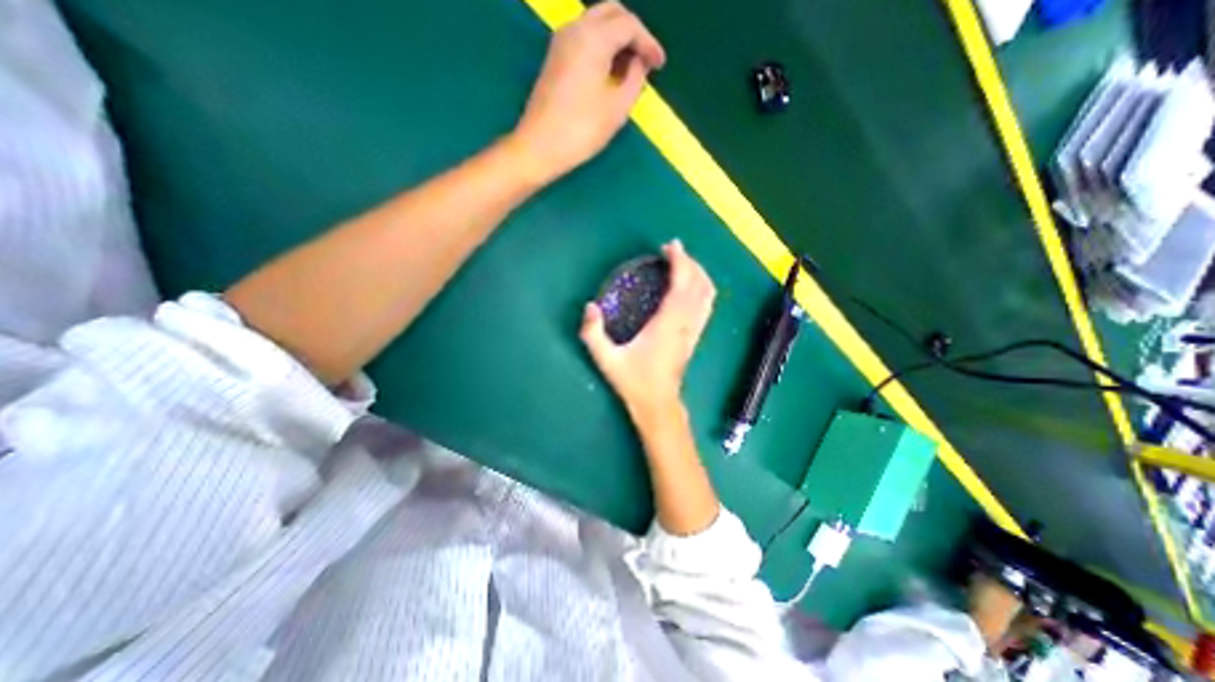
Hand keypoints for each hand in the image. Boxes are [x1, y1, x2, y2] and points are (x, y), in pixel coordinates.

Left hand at [509, 0, 667, 182]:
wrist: (540, 147)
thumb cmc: (581, 130)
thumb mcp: (617, 108)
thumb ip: (635, 79)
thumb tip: (640, 63)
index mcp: (593, 37)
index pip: (629, 24)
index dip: (649, 43)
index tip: (660, 65)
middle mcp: (575, 28)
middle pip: (611, 13)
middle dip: (633, 33)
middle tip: (646, 61)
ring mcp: (561, 42)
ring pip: (596, 24)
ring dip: (617, 40)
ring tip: (630, 71)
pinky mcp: (554, 58)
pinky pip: (584, 39)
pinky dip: (601, 48)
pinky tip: (610, 74)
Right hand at [583, 241, 714, 418]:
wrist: (658, 405)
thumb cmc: (634, 382)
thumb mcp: (607, 359)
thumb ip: (593, 334)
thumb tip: (590, 307)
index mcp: (667, 325)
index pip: (681, 285)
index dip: (680, 262)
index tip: (671, 246)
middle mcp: (685, 324)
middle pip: (699, 285)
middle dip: (691, 263)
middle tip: (674, 251)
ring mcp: (693, 331)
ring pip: (707, 295)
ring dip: (699, 275)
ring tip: (684, 264)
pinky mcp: (695, 337)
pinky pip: (706, 307)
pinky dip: (703, 290)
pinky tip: (692, 287)